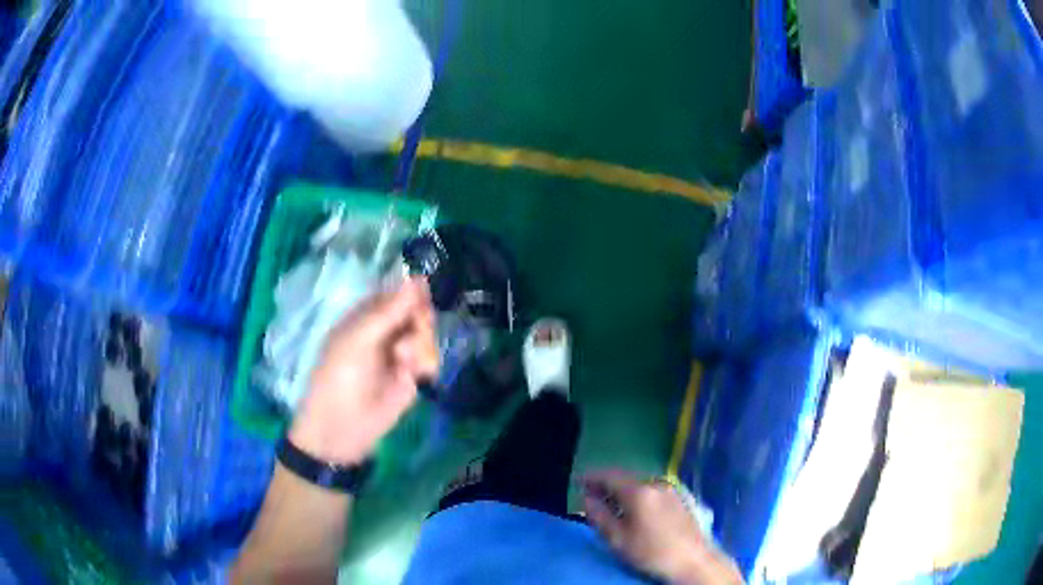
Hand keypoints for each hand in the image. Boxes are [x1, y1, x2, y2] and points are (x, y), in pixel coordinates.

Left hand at [289, 277, 438, 464]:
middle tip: (418, 327)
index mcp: (366, 317)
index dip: (412, 292)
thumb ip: (390, 311)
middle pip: (416, 313)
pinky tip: (418, 374)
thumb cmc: (340, 376)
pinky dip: (427, 363)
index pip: (396, 294)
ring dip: (422, 344)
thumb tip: (417, 278)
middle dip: (420, 320)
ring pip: (426, 336)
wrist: (343, 428)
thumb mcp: (360, 339)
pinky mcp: (412, 377)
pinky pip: (429, 360)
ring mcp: (399, 355)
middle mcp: (385, 332)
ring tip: (406, 359)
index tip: (425, 293)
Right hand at [582, 470, 742, 584]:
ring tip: (608, 501)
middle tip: (589, 492)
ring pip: (639, 484)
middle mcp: (656, 484)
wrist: (692, 559)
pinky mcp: (678, 498)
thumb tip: (587, 498)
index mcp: (639, 492)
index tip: (577, 480)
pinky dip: (636, 494)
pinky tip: (632, 508)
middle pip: (625, 478)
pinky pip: (650, 490)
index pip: (610, 476)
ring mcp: (670, 490)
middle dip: (605, 483)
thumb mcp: (618, 539)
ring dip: (621, 489)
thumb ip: (599, 516)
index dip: (591, 477)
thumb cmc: (651, 552)